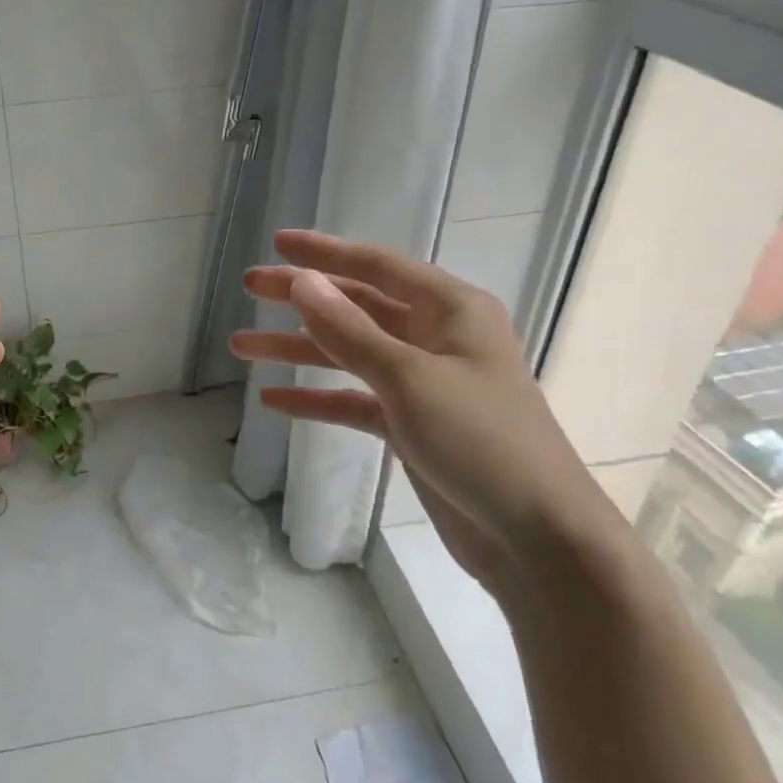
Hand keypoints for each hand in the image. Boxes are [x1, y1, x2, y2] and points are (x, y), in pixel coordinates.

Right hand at [230, 230, 622, 598]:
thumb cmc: (482, 442)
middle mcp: (437, 337)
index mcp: (451, 309)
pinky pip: (354, 400)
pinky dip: (317, 399)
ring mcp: (423, 383)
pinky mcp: (412, 425)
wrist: (540, 540)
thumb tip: (301, 281)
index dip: (325, 252)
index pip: (378, 266)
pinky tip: (274, 401)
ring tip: (241, 346)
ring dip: (298, 351)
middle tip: (251, 288)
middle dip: (302, 299)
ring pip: (349, 353)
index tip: (277, 242)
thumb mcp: (409, 378)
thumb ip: (349, 329)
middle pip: (357, 306)